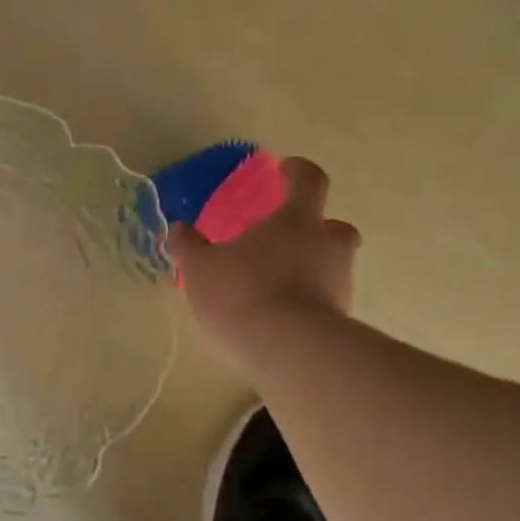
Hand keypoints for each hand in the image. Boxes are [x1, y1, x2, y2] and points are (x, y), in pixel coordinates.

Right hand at [168, 156, 360, 361]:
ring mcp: (340, 284)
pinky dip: (310, 305)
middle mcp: (327, 245)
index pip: (308, 181)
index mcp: (297, 220)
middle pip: (334, 226)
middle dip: (317, 228)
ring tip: (279, 288)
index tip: (286, 169)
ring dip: (313, 270)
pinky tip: (284, 321)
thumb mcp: (201, 269)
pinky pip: (326, 303)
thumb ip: (189, 247)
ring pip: (333, 267)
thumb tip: (178, 229)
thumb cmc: (243, 294)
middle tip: (290, 240)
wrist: (289, 350)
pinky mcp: (341, 320)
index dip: (298, 172)